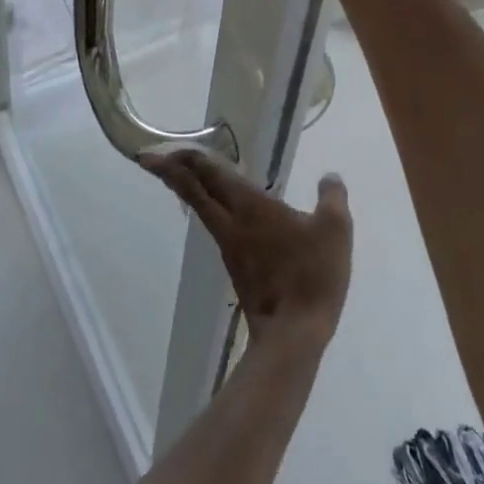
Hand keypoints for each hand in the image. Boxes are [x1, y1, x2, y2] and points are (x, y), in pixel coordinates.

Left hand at [144, 149, 350, 355]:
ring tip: (181, 174)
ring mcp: (230, 248)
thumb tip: (330, 177)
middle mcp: (232, 224)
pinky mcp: (237, 268)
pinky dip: (207, 208)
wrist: (293, 334)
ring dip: (188, 189)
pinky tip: (219, 209)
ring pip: (202, 210)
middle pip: (194, 192)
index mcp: (250, 208)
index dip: (188, 159)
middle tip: (149, 158)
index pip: (211, 175)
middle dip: (171, 172)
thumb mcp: (334, 230)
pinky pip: (215, 226)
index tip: (162, 150)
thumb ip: (332, 198)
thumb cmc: (311, 275)